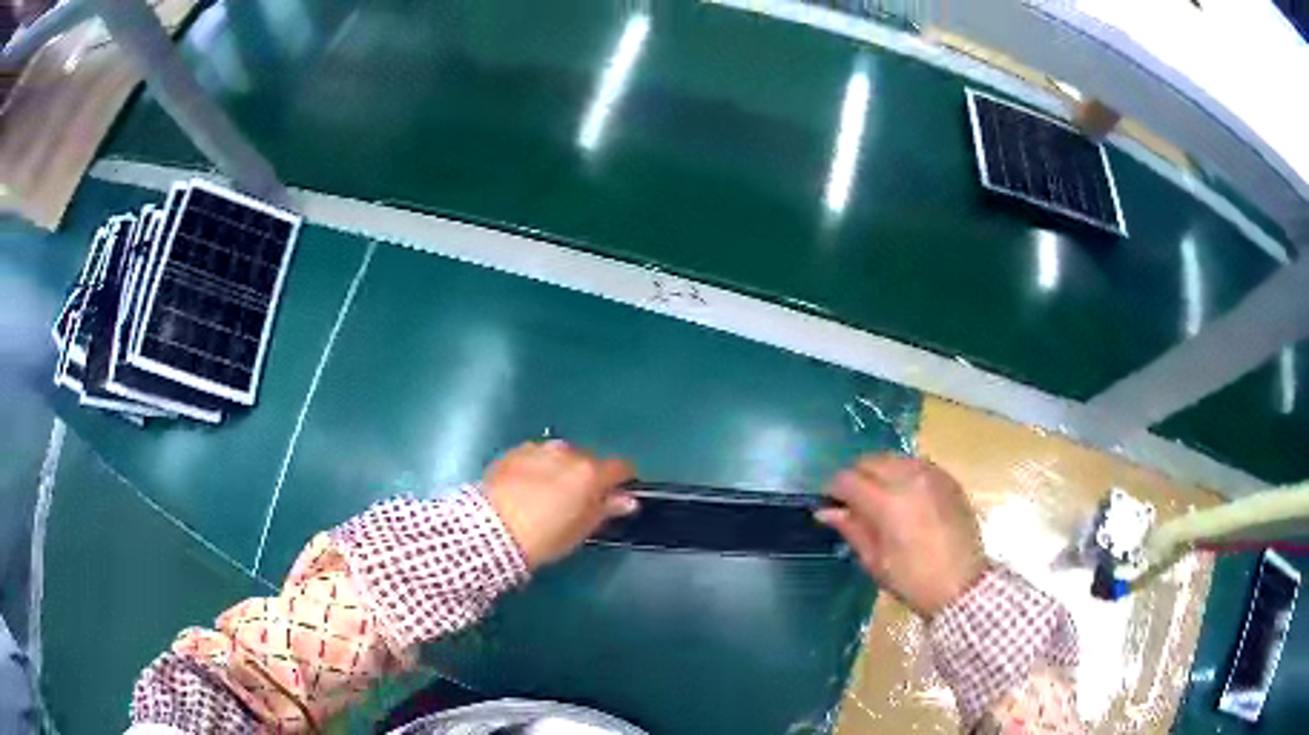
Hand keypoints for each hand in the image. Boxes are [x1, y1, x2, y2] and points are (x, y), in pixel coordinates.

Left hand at [483, 440, 637, 569]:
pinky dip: (538, 467)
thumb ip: (606, 509)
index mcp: (590, 473)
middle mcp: (568, 453)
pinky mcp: (514, 451)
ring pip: (561, 455)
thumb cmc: (544, 536)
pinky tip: (527, 487)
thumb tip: (627, 500)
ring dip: (561, 469)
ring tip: (548, 493)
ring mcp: (539, 449)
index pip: (620, 467)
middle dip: (588, 476)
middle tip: (578, 501)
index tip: (617, 494)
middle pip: (589, 459)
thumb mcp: (581, 531)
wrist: (492, 528)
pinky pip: (536, 456)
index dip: (623, 480)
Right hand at [816, 455, 986, 616]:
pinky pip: (918, 464)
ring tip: (879, 497)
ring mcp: (933, 474)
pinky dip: (904, 473)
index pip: (848, 479)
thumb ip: (852, 529)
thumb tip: (825, 511)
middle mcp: (909, 478)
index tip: (830, 504)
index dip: (833, 490)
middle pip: (870, 461)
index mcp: (888, 502)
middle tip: (852, 501)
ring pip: (894, 458)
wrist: (962, 585)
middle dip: (856, 476)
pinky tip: (905, 496)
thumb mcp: (875, 561)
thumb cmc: (913, 580)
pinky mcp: (949, 478)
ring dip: (880, 472)